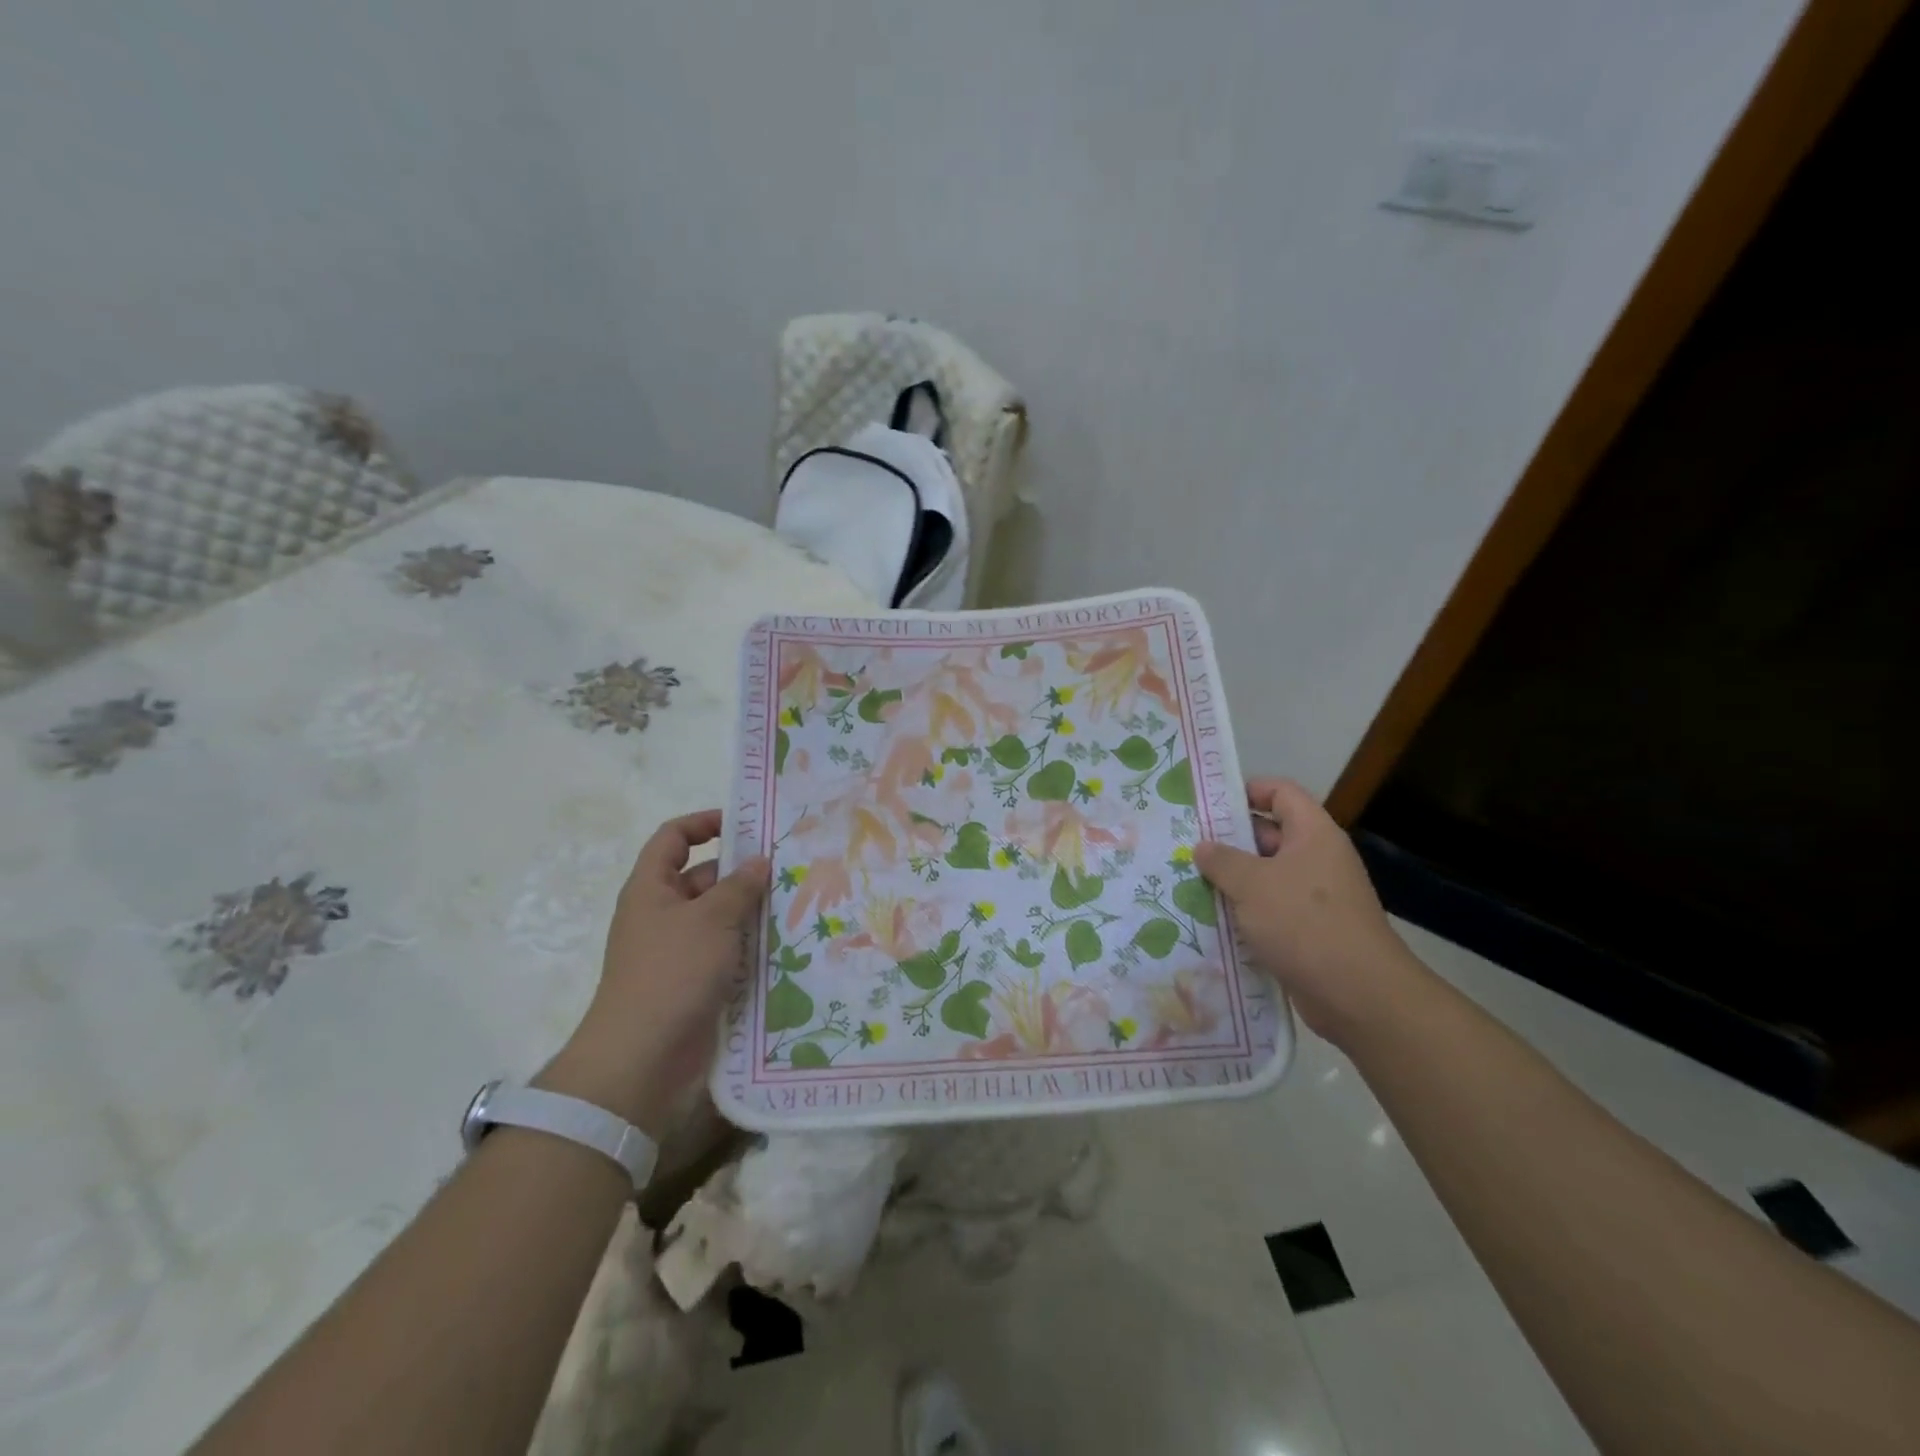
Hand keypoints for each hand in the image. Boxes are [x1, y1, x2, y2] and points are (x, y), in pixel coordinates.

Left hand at [542, 810, 768, 1133]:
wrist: (642, 1058)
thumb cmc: (672, 972)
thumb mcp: (711, 919)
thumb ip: (739, 886)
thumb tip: (759, 862)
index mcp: (651, 888)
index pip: (673, 838)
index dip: (704, 823)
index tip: (745, 825)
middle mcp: (661, 914)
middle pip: (702, 878)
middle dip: (741, 872)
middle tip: (789, 869)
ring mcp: (677, 951)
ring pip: (718, 918)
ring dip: (751, 911)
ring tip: (797, 904)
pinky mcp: (693, 982)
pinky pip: (725, 952)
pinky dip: (749, 946)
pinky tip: (785, 945)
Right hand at [1194, 778, 1423, 1048]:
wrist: (1358, 994)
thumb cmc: (1304, 923)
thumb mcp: (1252, 884)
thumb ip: (1222, 860)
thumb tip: (1203, 847)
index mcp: (1313, 834)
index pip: (1280, 792)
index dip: (1246, 791)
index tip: (1208, 804)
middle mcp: (1317, 859)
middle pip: (1269, 834)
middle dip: (1228, 840)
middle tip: (1185, 845)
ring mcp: (1315, 897)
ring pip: (1266, 876)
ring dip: (1232, 880)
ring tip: (1188, 881)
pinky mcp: (1310, 931)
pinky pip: (1271, 910)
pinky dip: (1244, 912)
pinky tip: (1211, 919)